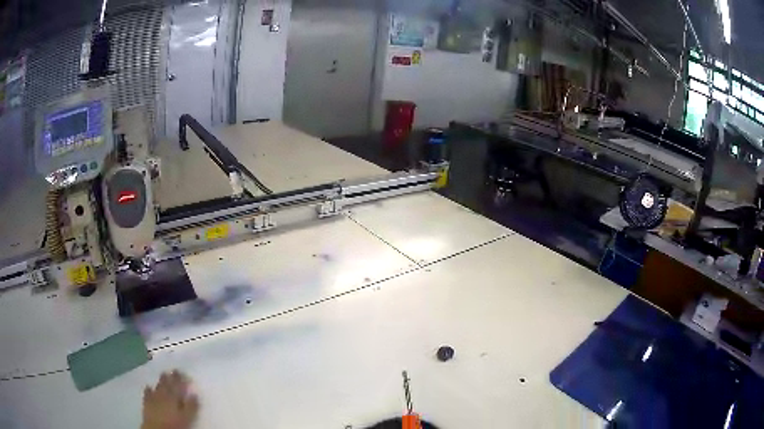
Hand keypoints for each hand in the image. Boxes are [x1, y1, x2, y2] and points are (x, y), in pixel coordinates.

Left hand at [141, 370, 199, 428]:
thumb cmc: (174, 424)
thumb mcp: (186, 417)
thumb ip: (191, 406)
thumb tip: (195, 393)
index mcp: (174, 397)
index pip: (178, 385)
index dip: (181, 379)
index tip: (183, 372)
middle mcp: (163, 394)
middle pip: (167, 384)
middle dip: (171, 377)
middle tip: (173, 369)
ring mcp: (153, 397)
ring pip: (158, 386)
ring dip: (161, 380)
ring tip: (163, 373)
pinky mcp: (146, 403)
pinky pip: (147, 393)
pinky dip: (148, 389)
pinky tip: (148, 386)